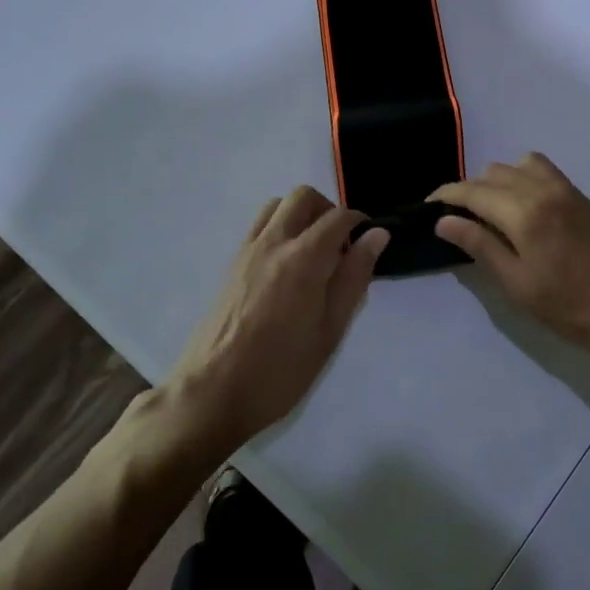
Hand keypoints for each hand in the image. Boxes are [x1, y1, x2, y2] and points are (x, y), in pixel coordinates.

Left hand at [164, 187, 388, 452]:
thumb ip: (354, 277)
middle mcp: (273, 242)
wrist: (212, 392)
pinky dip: (279, 228)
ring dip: (300, 215)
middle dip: (328, 210)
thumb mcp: (330, 330)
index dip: (360, 223)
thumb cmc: (281, 369)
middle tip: (340, 246)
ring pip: (277, 205)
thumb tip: (377, 235)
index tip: (368, 243)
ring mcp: (247, 250)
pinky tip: (286, 268)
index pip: (339, 217)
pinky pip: (259, 226)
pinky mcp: (231, 264)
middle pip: (303, 197)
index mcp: (304, 258)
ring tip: (313, 253)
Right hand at [430, 154, 589, 375]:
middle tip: (456, 220)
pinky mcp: (582, 198)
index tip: (427, 206)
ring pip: (518, 166)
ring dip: (497, 182)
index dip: (446, 195)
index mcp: (525, 211)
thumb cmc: (574, 309)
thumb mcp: (519, 285)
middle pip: (493, 173)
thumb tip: (444, 220)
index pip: (473, 191)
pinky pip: (543, 172)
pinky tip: (520, 210)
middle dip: (469, 190)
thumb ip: (480, 246)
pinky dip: (521, 179)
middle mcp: (544, 189)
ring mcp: (567, 190)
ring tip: (488, 214)